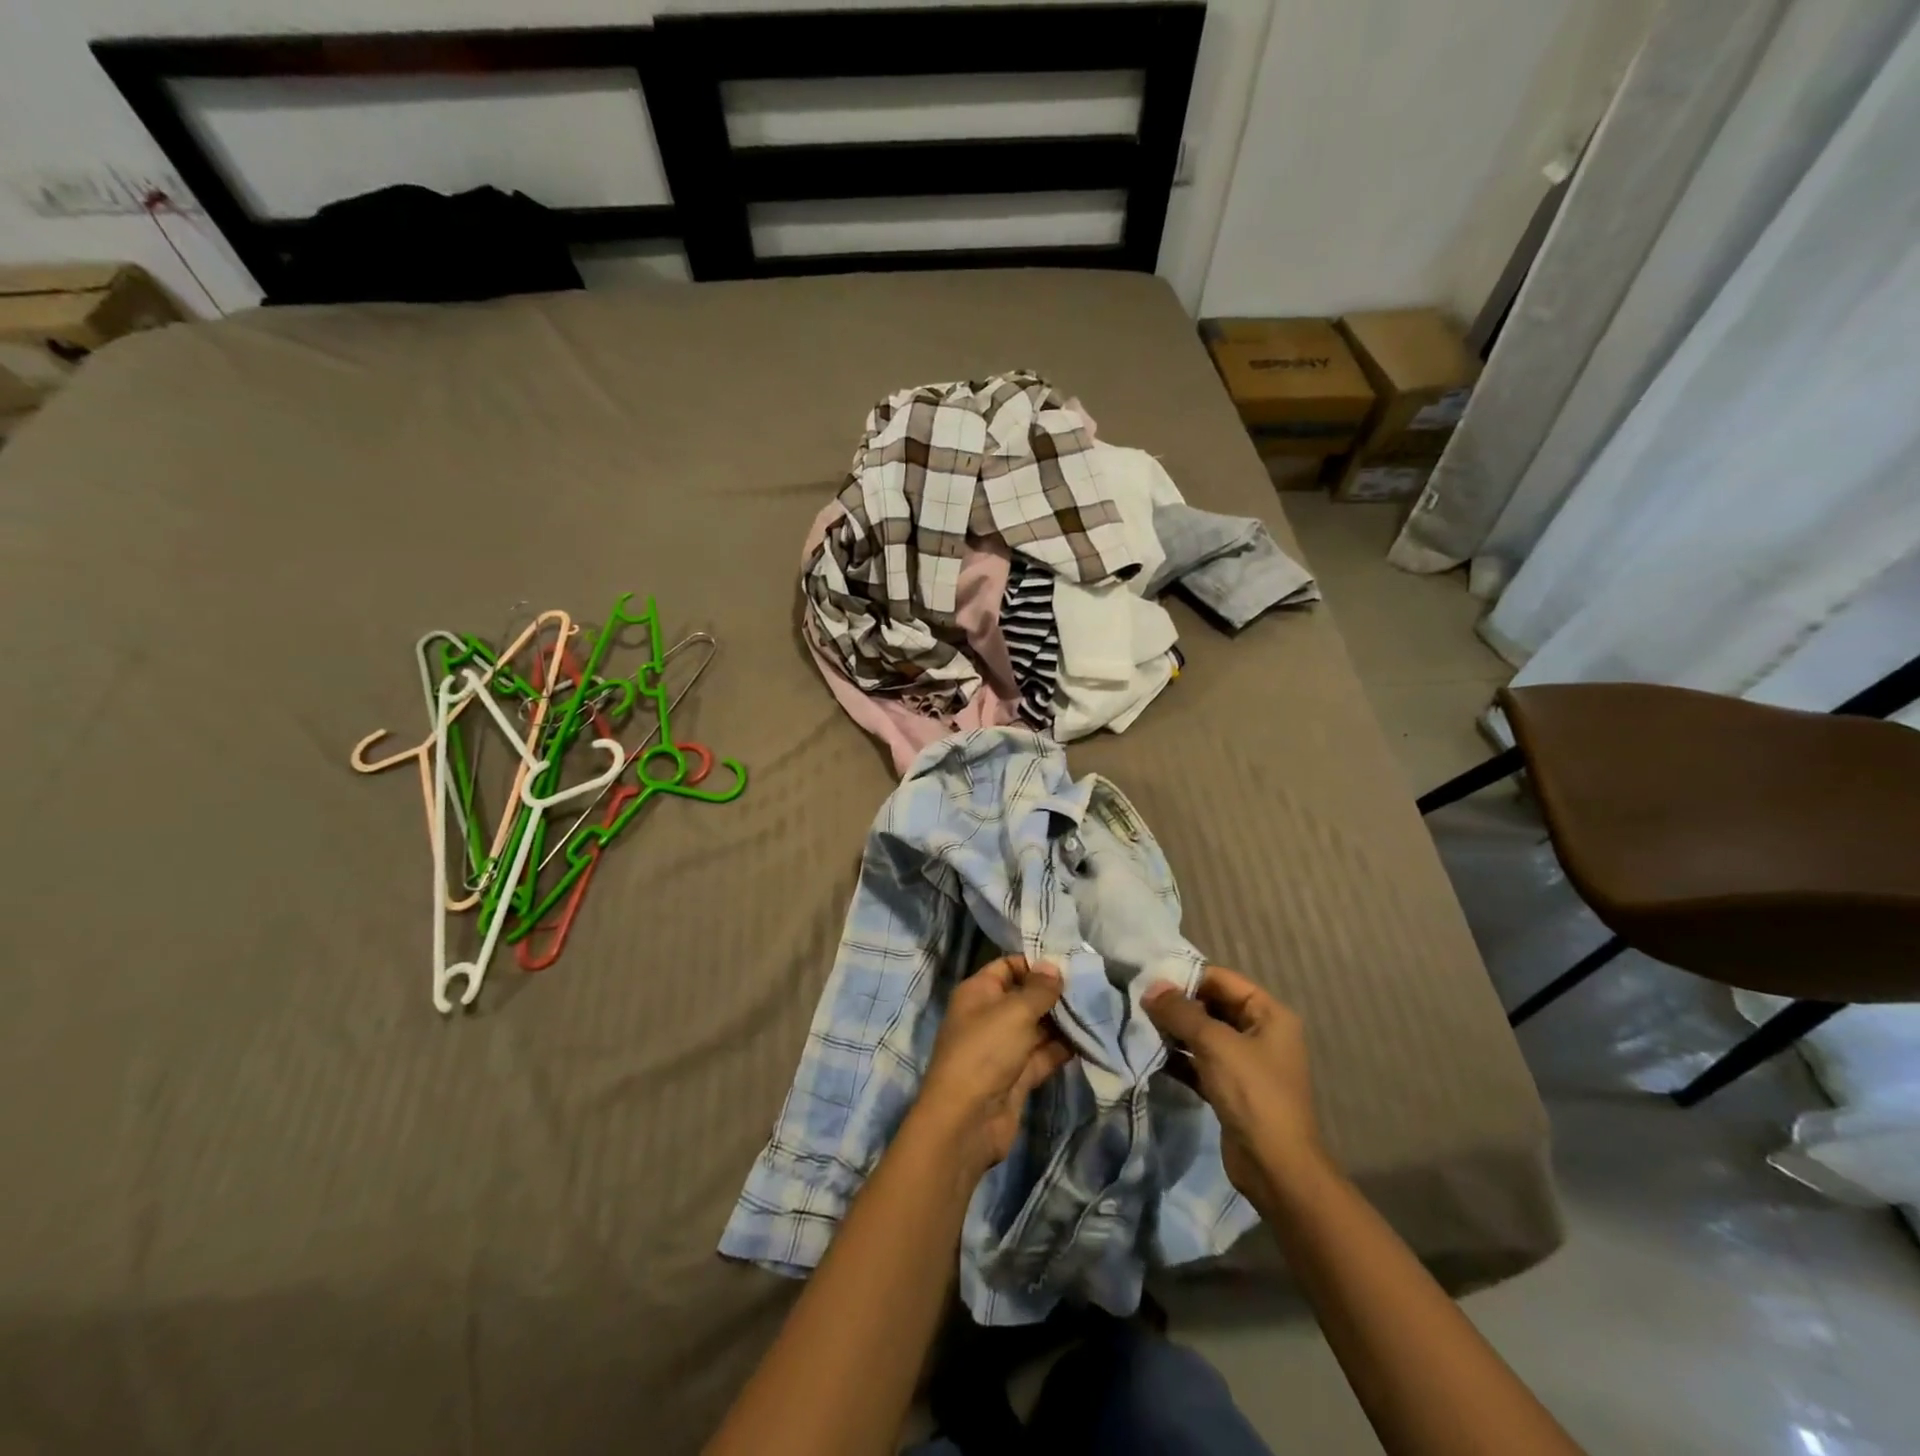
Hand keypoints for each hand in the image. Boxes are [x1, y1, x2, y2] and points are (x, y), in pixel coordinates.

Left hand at [916, 956, 1072, 1181]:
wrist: (967, 1121)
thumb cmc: (985, 1051)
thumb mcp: (1014, 1011)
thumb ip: (1039, 989)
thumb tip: (1053, 966)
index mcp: (978, 992)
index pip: (1007, 967)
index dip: (1035, 963)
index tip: (1069, 963)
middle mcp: (989, 1016)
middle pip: (1025, 997)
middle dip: (1055, 993)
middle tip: (1092, 986)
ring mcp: (1003, 1048)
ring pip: (1037, 1027)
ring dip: (1063, 1021)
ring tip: (1098, 1010)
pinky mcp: (1018, 1076)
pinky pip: (1043, 1054)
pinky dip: (1064, 1048)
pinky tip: (1090, 1039)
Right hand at [1143, 966, 1322, 1209]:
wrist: (1275, 1168)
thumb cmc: (1252, 1093)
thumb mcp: (1214, 1044)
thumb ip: (1180, 1012)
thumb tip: (1150, 987)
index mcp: (1269, 1014)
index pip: (1222, 980)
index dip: (1187, 977)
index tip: (1150, 979)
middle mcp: (1261, 1033)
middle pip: (1213, 1006)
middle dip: (1178, 1004)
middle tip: (1140, 1001)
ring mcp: (1247, 1063)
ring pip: (1205, 1035)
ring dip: (1175, 1030)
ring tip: (1141, 1024)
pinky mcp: (1232, 1089)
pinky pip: (1201, 1062)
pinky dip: (1179, 1057)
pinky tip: (1152, 1053)